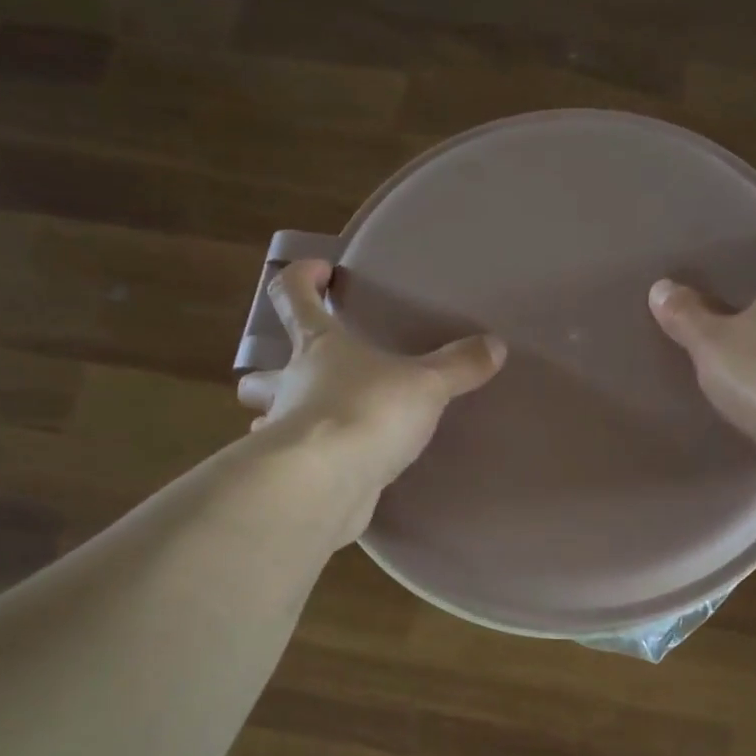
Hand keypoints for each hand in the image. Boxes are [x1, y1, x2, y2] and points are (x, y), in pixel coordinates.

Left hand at [236, 261, 505, 532]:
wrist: (326, 483)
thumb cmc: (368, 412)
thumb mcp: (426, 385)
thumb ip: (459, 366)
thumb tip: (496, 345)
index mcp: (317, 347)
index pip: (293, 297)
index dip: (301, 278)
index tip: (320, 272)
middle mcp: (290, 386)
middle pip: (260, 373)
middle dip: (270, 371)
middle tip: (298, 374)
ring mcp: (283, 434)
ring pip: (264, 421)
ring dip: (280, 420)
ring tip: (312, 425)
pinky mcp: (291, 476)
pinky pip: (293, 463)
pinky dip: (305, 461)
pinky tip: (329, 469)